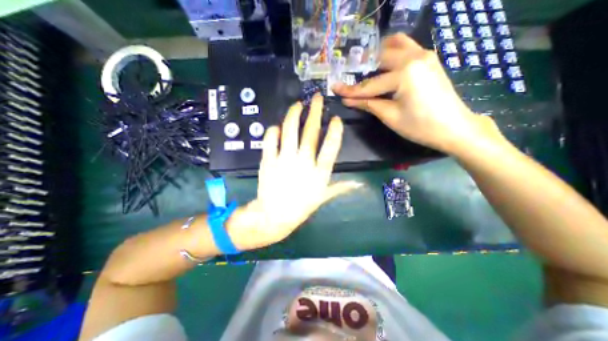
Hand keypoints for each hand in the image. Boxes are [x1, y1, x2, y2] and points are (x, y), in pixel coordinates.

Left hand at [228, 94, 358, 249]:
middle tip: (316, 98)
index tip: (335, 118)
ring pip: (289, 130)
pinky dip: (273, 131)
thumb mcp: (323, 197)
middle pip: (310, 132)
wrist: (274, 216)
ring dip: (294, 114)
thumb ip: (341, 188)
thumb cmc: (300, 207)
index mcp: (319, 172)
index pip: (330, 147)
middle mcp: (303, 162)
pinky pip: (270, 139)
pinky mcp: (268, 160)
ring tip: (298, 104)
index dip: (334, 131)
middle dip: (315, 112)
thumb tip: (360, 184)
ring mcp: (284, 160)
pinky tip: (277, 127)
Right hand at [331, 32, 498, 152]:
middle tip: (348, 81)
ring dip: (377, 56)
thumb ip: (368, 104)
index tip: (334, 89)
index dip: (350, 90)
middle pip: (379, 59)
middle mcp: (414, 56)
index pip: (369, 84)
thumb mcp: (390, 116)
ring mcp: (424, 55)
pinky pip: (407, 48)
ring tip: (365, 69)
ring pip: (395, 45)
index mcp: (404, 73)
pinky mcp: (429, 59)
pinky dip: (392, 54)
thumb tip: (348, 100)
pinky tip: (384, 66)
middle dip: (362, 71)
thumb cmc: (420, 126)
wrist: (454, 128)